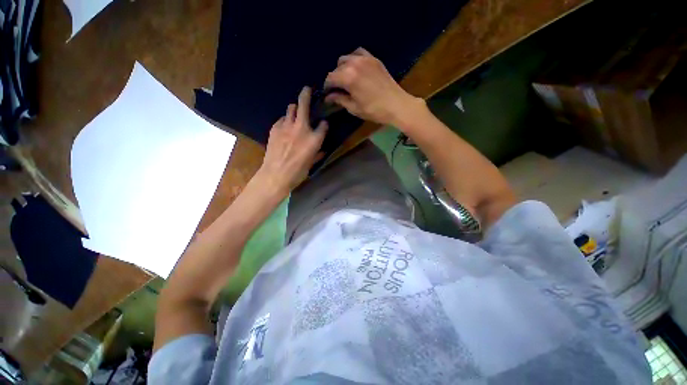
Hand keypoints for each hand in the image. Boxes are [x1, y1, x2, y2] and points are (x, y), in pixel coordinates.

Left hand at [258, 87, 326, 194]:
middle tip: (307, 90)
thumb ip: (317, 154)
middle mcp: (301, 128)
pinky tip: (285, 127)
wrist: (276, 174)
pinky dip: (285, 120)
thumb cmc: (298, 172)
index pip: (323, 125)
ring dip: (295, 108)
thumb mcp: (311, 164)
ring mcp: (286, 126)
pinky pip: (281, 119)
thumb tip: (321, 150)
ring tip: (295, 113)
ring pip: (290, 108)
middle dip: (306, 94)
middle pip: (303, 104)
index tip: (323, 124)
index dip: (324, 123)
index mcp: (314, 139)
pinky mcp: (275, 128)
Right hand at [324, 48, 422, 125]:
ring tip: (346, 79)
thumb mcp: (354, 108)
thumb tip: (328, 97)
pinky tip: (356, 68)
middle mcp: (354, 63)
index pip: (330, 78)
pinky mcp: (374, 59)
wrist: (396, 105)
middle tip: (337, 89)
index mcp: (348, 77)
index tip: (327, 94)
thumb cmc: (374, 110)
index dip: (326, 87)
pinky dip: (354, 59)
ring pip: (346, 58)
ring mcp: (365, 59)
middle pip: (337, 68)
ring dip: (343, 68)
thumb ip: (340, 99)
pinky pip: (358, 53)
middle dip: (334, 78)